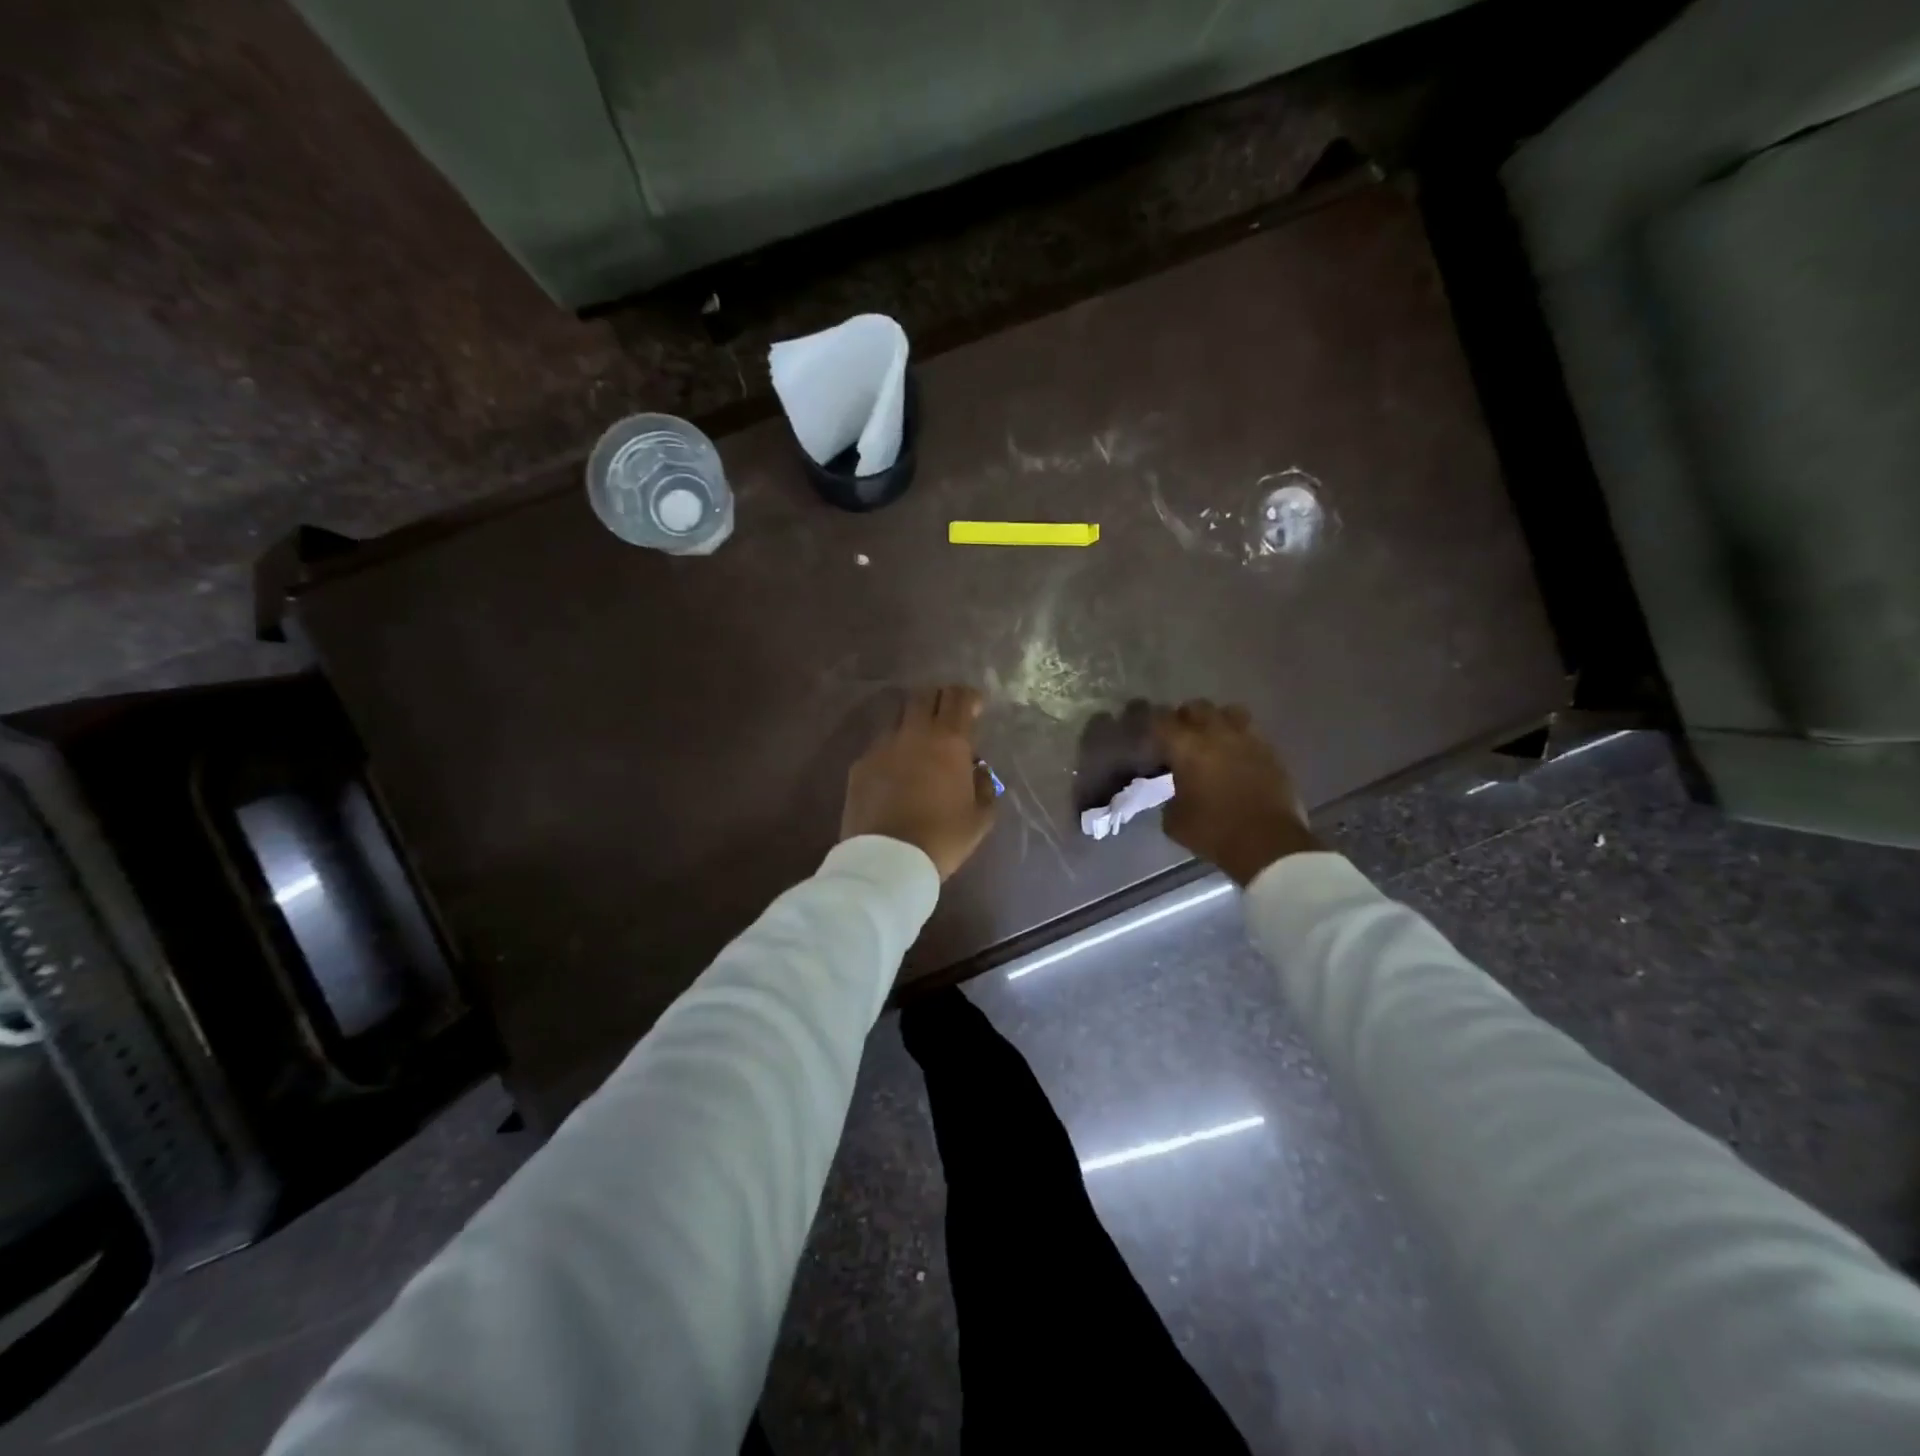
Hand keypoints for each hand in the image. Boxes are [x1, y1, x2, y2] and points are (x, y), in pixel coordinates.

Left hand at [842, 686, 999, 879]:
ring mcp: (882, 747)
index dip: (969, 697)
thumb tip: (977, 769)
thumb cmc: (942, 838)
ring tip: (920, 744)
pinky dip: (893, 750)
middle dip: (939, 699)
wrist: (887, 860)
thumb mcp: (980, 818)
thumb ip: (984, 786)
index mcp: (949, 742)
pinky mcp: (860, 765)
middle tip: (948, 717)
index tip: (975, 706)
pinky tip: (897, 771)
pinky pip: (880, 746)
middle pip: (924, 696)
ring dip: (913, 723)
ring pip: (899, 718)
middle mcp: (914, 734)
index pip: (959, 698)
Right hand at [1153, 700, 1318, 884]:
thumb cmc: (1214, 832)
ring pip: (1230, 712)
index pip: (1162, 720)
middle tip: (1180, 735)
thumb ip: (1169, 798)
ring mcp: (1248, 740)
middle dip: (1185, 717)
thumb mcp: (1174, 820)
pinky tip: (1236, 756)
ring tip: (1213, 738)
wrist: (1268, 844)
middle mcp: (1217, 734)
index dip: (1151, 721)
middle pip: (1197, 707)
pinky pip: (1251, 733)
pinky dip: (1240, 739)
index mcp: (1187, 747)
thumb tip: (1175, 793)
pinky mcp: (1271, 753)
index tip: (1147, 729)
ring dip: (1217, 720)